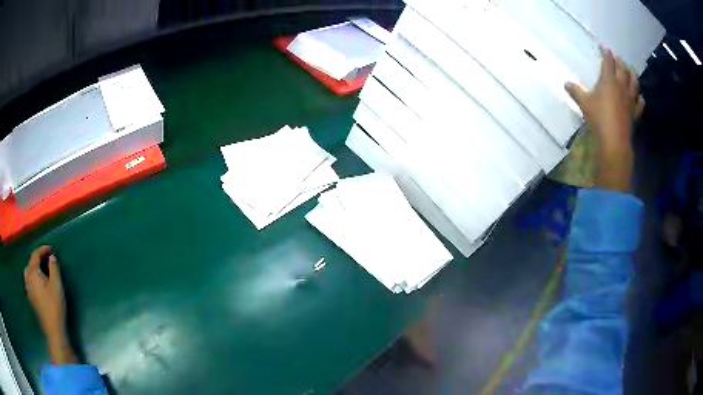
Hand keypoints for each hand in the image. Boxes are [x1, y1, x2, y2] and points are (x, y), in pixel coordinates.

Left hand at [24, 246, 76, 364]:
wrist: (53, 331)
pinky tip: (37, 284)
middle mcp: (28, 278)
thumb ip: (54, 268)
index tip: (51, 249)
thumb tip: (51, 257)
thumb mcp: (57, 285)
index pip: (35, 255)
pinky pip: (28, 282)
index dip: (42, 250)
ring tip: (41, 270)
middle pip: (30, 262)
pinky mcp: (31, 299)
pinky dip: (32, 277)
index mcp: (33, 272)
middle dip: (37, 258)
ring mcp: (28, 289)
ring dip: (33, 268)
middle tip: (46, 259)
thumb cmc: (55, 307)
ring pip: (27, 272)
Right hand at [565, 47, 644, 148]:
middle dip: (619, 61)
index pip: (608, 61)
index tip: (603, 47)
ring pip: (634, 81)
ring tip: (629, 71)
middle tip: (616, 58)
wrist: (614, 140)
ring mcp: (630, 99)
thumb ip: (576, 92)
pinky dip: (639, 97)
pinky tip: (638, 96)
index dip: (606, 53)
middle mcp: (621, 86)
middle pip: (623, 68)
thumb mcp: (584, 104)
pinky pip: (640, 102)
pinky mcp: (635, 112)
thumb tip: (565, 84)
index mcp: (609, 80)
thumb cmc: (599, 118)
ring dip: (632, 74)